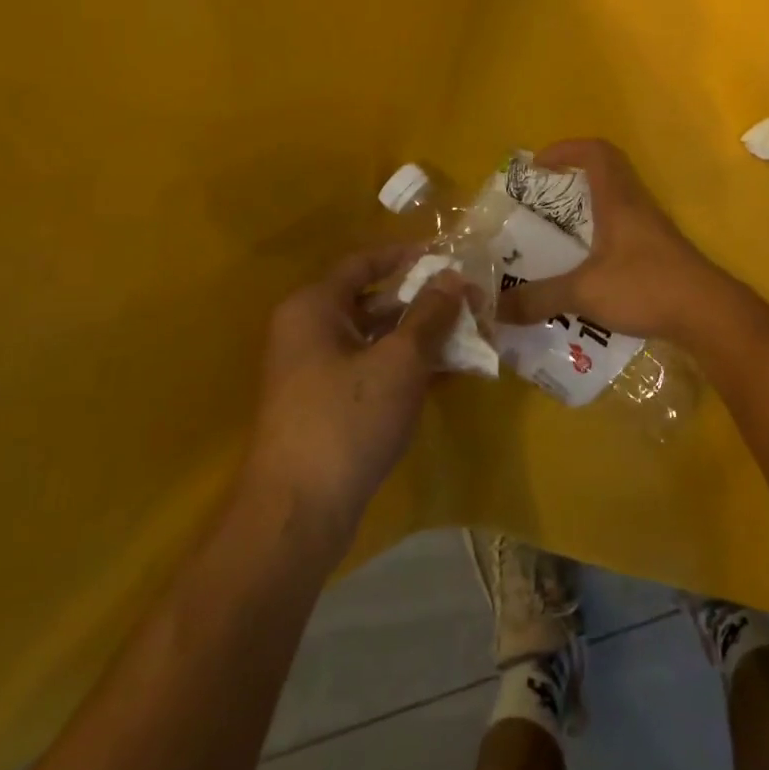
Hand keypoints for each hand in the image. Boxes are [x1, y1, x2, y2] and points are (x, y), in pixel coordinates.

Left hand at [242, 247, 465, 545]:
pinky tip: (447, 372)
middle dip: (424, 301)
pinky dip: (406, 367)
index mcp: (314, 307)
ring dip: (421, 336)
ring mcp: (315, 372)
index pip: (364, 263)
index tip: (448, 256)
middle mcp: (309, 331)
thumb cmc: (348, 419)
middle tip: (470, 302)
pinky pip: (372, 370)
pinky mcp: (327, 406)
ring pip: (376, 339)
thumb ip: (430, 314)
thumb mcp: (400, 360)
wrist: (299, 513)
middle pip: (373, 301)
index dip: (407, 255)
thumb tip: (453, 277)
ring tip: (469, 336)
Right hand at [494, 139, 756, 345]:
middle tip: (540, 203)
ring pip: (615, 205)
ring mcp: (652, 230)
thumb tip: (495, 308)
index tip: (538, 166)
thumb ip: (539, 298)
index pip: (596, 152)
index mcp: (618, 200)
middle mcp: (636, 206)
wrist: (708, 314)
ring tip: (556, 238)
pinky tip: (585, 271)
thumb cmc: (646, 286)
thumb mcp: (584, 292)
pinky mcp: (660, 254)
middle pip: (606, 174)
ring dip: (586, 213)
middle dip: (570, 182)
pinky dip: (600, 240)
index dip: (566, 149)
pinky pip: (624, 233)